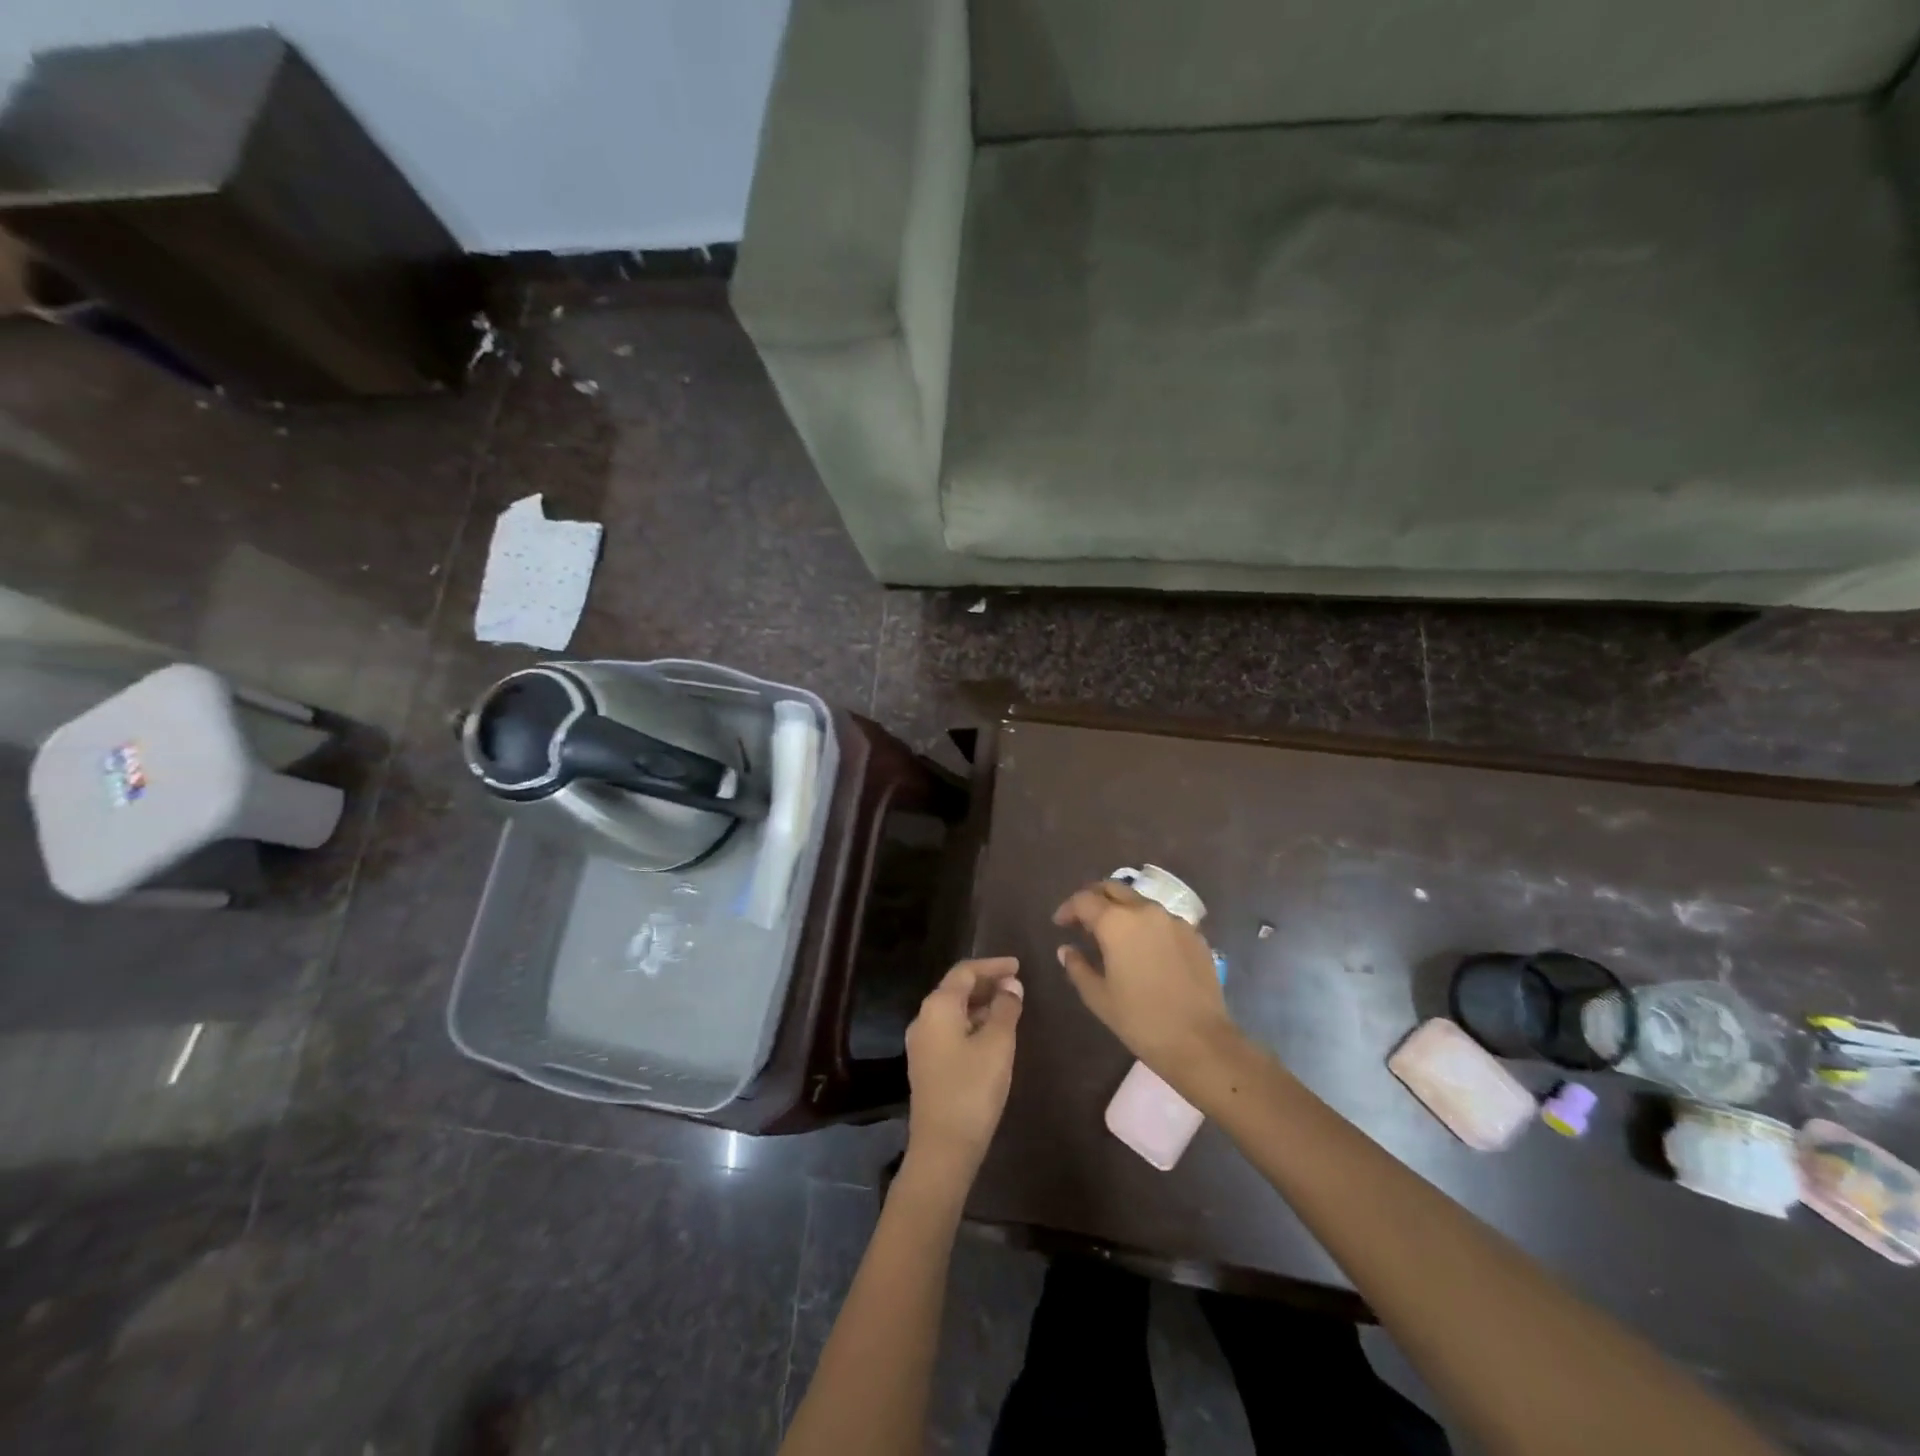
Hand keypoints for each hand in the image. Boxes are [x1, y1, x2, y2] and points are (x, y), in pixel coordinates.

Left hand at [904, 957, 1023, 1188]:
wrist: (942, 1148)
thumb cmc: (972, 1089)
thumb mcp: (998, 1044)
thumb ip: (1006, 1009)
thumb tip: (1011, 986)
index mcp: (938, 1006)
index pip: (965, 971)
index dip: (993, 965)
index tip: (1018, 965)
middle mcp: (923, 1018)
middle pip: (956, 989)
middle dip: (987, 983)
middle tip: (1017, 985)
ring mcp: (922, 1043)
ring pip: (954, 1011)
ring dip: (981, 1004)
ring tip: (1010, 1007)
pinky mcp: (927, 1065)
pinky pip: (951, 1030)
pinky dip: (972, 1023)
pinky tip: (992, 1034)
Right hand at [1054, 880, 1233, 1079]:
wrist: (1200, 1041)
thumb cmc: (1140, 1020)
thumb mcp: (1099, 997)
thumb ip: (1077, 967)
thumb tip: (1066, 949)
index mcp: (1116, 922)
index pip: (1084, 900)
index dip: (1068, 908)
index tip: (1060, 924)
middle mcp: (1145, 910)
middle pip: (1113, 888)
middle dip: (1094, 899)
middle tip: (1084, 921)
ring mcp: (1174, 920)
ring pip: (1140, 901)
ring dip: (1122, 910)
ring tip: (1114, 936)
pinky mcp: (1195, 935)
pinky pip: (1163, 919)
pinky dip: (1146, 925)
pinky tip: (1144, 950)